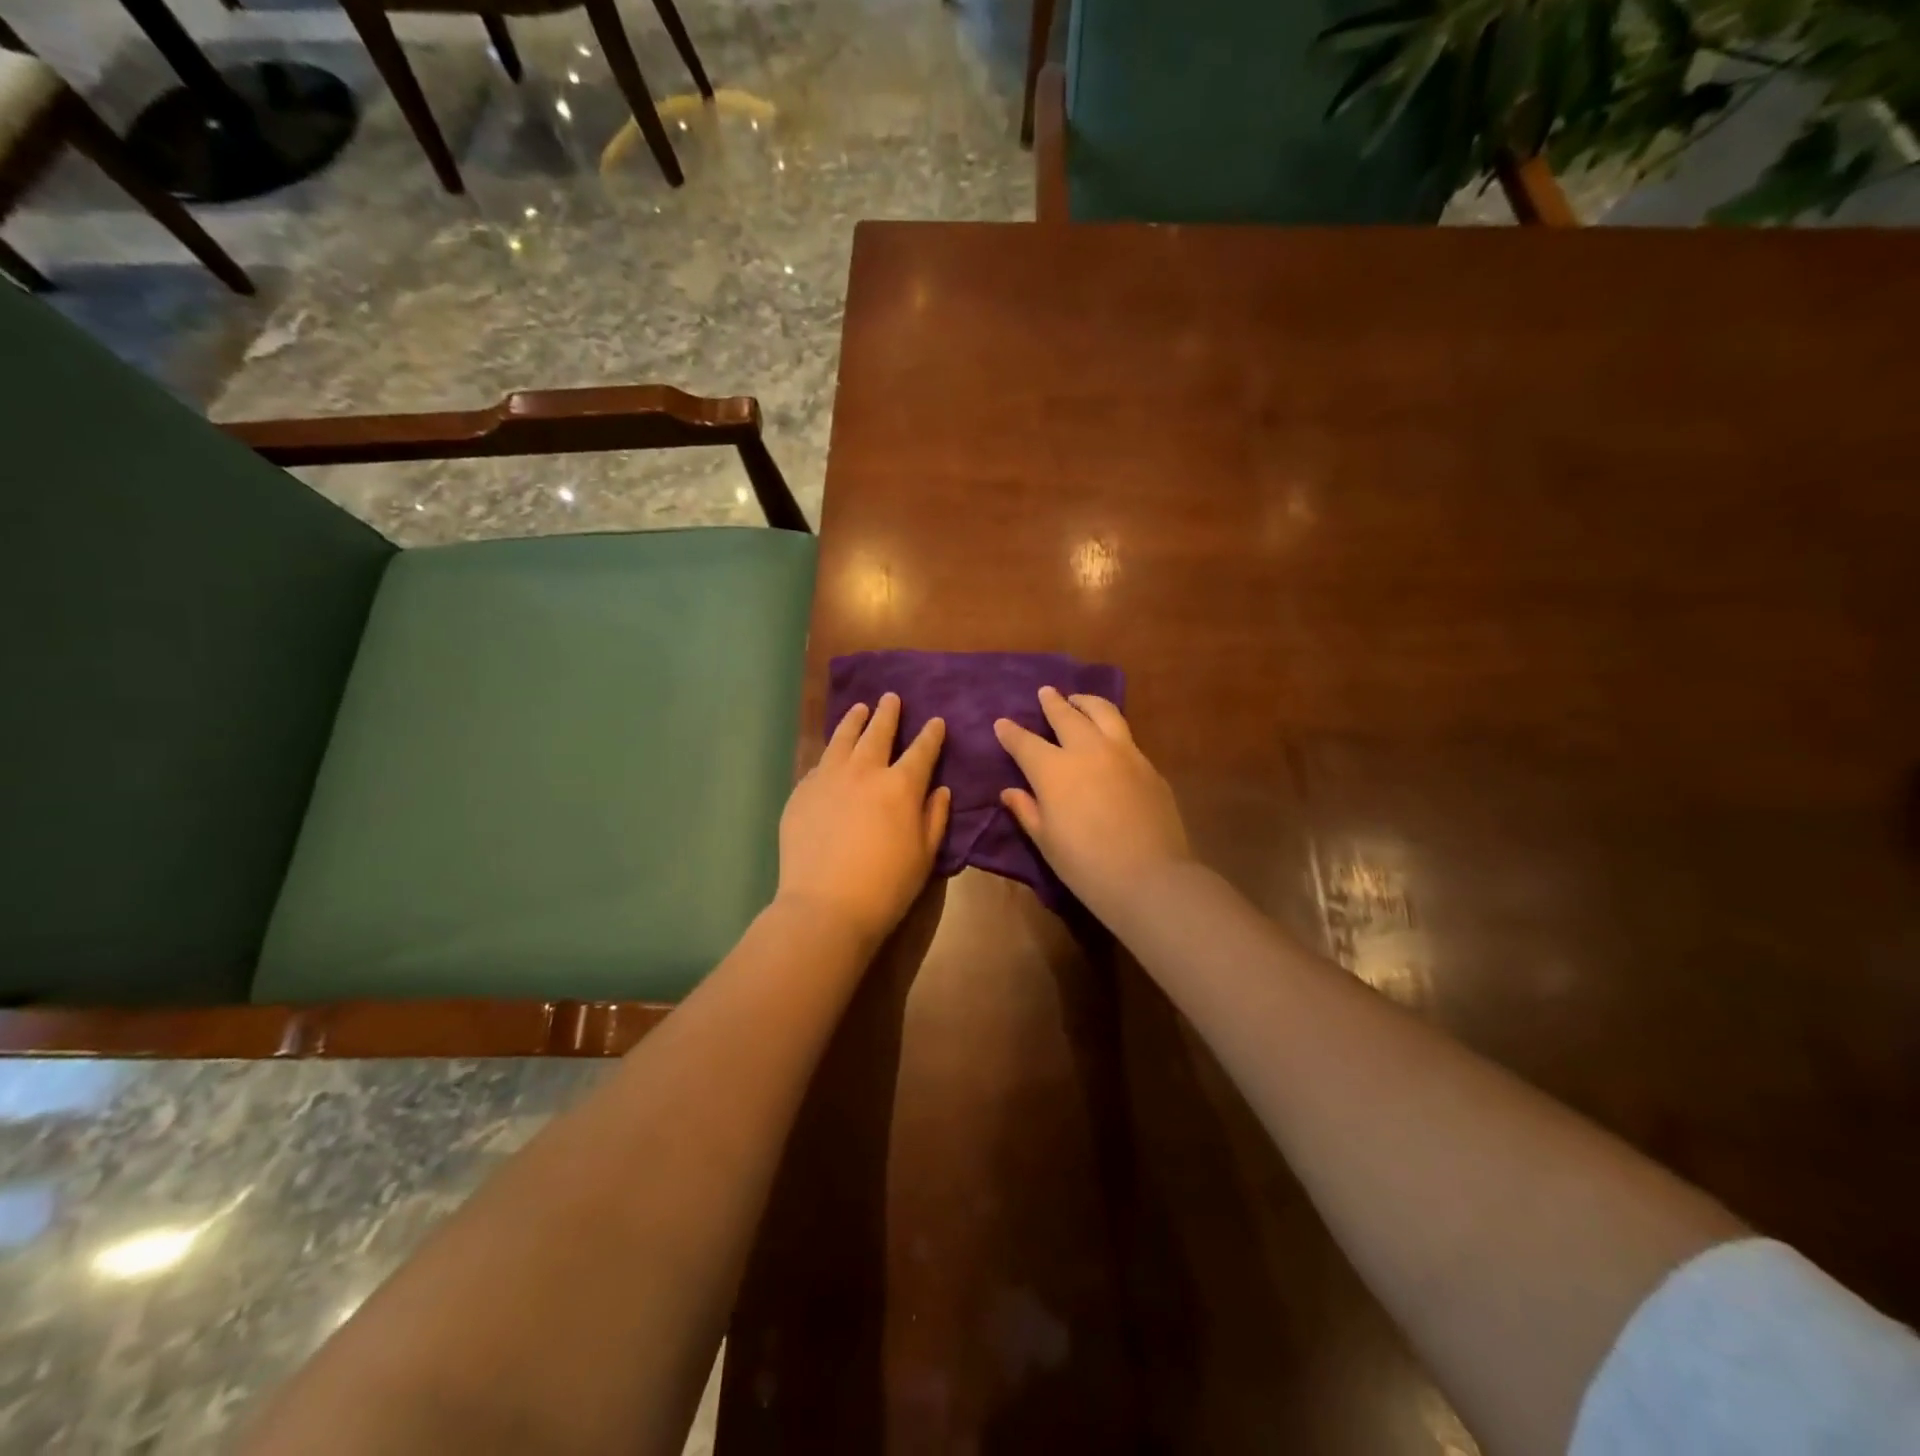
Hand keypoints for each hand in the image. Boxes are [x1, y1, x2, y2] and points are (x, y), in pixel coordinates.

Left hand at [777, 693, 950, 945]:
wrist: (826, 905)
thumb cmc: (887, 886)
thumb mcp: (925, 855)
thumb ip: (934, 817)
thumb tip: (939, 789)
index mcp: (901, 785)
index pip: (921, 750)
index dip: (931, 735)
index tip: (936, 721)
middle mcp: (864, 771)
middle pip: (878, 732)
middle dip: (888, 713)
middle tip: (891, 698)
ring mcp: (828, 778)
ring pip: (843, 738)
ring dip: (854, 720)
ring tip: (859, 708)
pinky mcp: (802, 792)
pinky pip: (819, 764)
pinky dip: (830, 754)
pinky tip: (831, 754)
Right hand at [994, 687, 1189, 920]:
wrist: (1149, 877)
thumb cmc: (1085, 865)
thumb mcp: (1046, 841)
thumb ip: (1027, 810)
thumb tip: (1010, 791)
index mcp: (1054, 770)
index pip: (1025, 743)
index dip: (1011, 732)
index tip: (1002, 723)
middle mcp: (1088, 750)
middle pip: (1067, 716)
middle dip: (1052, 703)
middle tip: (1046, 693)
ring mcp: (1123, 753)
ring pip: (1103, 713)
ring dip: (1086, 703)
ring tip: (1079, 700)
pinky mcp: (1148, 766)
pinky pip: (1126, 737)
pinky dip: (1111, 728)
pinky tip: (1109, 739)